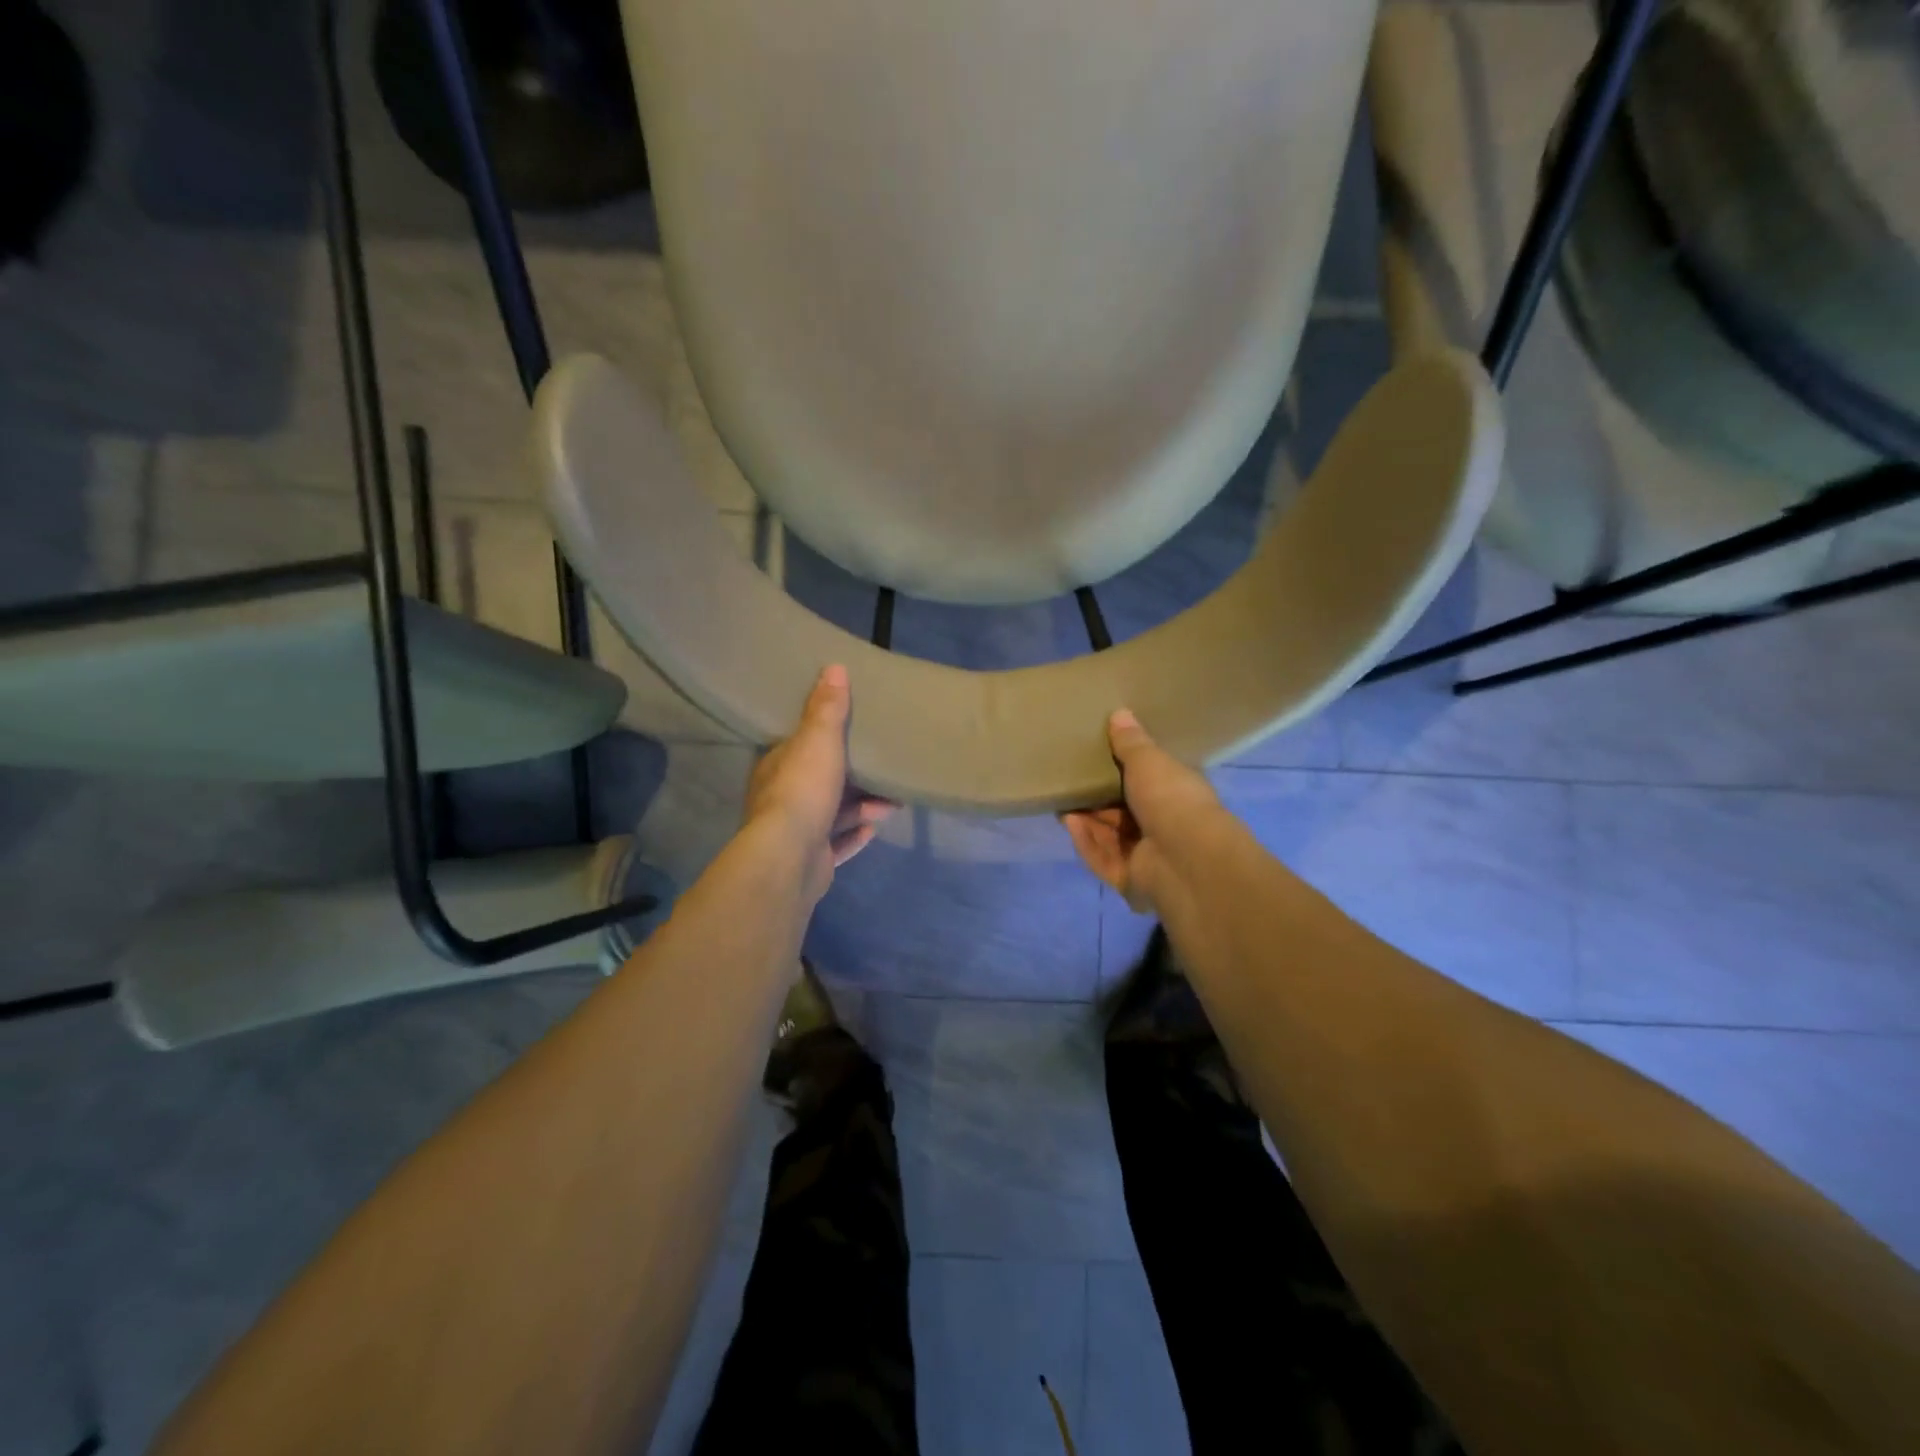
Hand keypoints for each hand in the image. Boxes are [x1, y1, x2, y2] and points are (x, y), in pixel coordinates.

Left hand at [744, 665, 895, 897]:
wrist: (791, 857)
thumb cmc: (803, 790)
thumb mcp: (819, 740)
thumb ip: (827, 708)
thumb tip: (833, 667)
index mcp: (778, 767)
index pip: (798, 747)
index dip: (822, 740)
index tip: (850, 734)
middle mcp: (782, 799)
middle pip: (820, 783)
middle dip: (852, 779)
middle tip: (881, 772)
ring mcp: (796, 834)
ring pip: (833, 815)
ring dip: (861, 808)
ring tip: (891, 804)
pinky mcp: (811, 861)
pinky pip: (837, 845)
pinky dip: (854, 836)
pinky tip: (873, 830)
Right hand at [1061, 709, 1224, 913]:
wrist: (1185, 859)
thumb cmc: (1172, 800)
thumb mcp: (1149, 761)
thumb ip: (1131, 742)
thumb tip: (1119, 713)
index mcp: (1177, 797)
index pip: (1149, 784)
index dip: (1124, 771)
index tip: (1097, 758)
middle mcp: (1164, 827)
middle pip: (1124, 812)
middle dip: (1097, 799)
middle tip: (1069, 781)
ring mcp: (1148, 857)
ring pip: (1109, 836)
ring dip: (1087, 820)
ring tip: (1061, 801)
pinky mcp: (1129, 880)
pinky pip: (1102, 858)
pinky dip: (1086, 841)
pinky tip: (1069, 823)